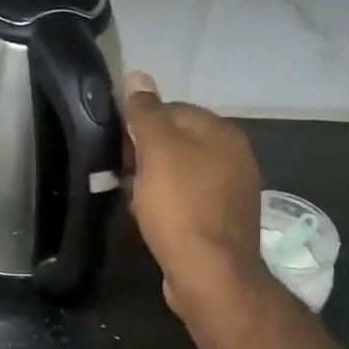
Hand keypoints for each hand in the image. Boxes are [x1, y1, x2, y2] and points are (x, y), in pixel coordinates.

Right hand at [122, 71, 264, 317]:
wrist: (209, 273)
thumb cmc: (180, 205)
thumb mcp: (157, 150)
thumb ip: (146, 112)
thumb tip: (137, 75)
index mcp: (221, 133)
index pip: (173, 109)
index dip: (140, 123)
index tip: (115, 144)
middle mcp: (233, 157)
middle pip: (178, 142)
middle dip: (144, 153)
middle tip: (116, 170)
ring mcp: (230, 191)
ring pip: (180, 173)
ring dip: (151, 179)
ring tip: (125, 193)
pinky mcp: (220, 222)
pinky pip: (186, 201)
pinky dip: (164, 203)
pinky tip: (146, 216)